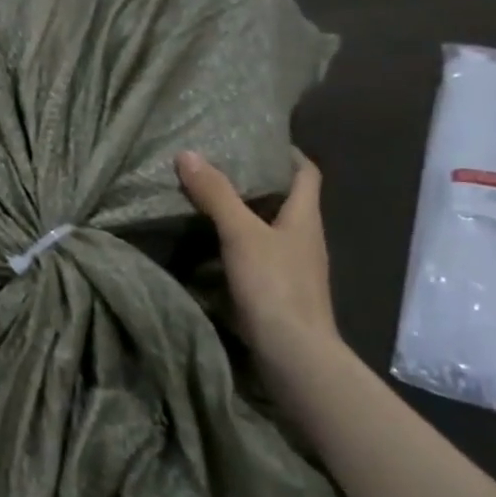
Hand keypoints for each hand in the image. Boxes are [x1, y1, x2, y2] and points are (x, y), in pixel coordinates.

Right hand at [176, 149, 341, 381]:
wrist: (294, 354)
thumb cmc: (275, 285)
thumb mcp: (240, 233)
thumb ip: (216, 194)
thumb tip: (188, 154)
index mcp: (305, 217)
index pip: (307, 173)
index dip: (288, 154)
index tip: (258, 142)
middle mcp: (305, 238)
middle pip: (287, 200)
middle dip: (258, 183)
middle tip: (220, 167)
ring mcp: (295, 268)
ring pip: (271, 229)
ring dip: (246, 215)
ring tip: (209, 201)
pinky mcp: (280, 292)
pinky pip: (260, 256)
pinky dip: (239, 245)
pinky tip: (212, 246)